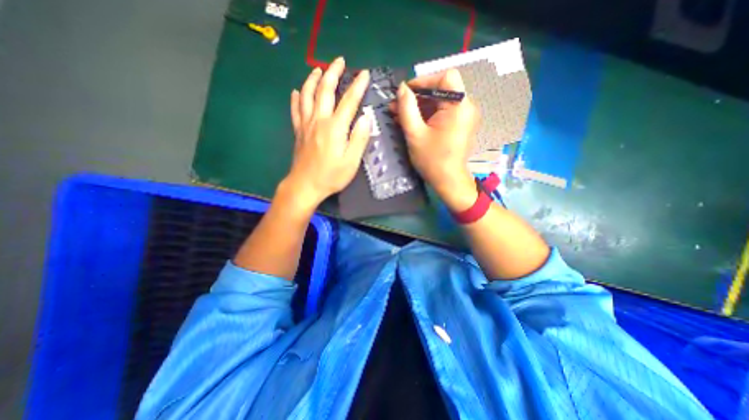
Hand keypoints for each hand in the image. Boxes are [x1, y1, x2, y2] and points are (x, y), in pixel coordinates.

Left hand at [284, 58, 370, 211]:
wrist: (305, 185)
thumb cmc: (331, 176)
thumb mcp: (351, 161)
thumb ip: (359, 138)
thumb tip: (365, 118)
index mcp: (335, 128)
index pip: (349, 101)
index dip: (357, 86)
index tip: (364, 74)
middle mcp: (319, 120)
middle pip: (325, 90)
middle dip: (332, 72)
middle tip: (339, 61)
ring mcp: (306, 124)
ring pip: (307, 95)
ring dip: (313, 79)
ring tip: (318, 68)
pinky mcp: (298, 131)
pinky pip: (295, 109)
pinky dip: (296, 98)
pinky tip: (297, 91)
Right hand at [393, 71, 478, 210]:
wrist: (448, 181)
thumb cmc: (432, 160)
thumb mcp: (415, 134)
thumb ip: (407, 108)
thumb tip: (401, 88)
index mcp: (459, 106)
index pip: (445, 77)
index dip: (424, 81)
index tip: (405, 92)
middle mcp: (465, 107)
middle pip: (440, 90)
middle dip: (416, 97)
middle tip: (395, 105)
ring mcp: (463, 116)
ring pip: (438, 102)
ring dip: (418, 106)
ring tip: (397, 114)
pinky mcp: (458, 124)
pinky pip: (441, 113)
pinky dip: (425, 115)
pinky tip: (408, 121)